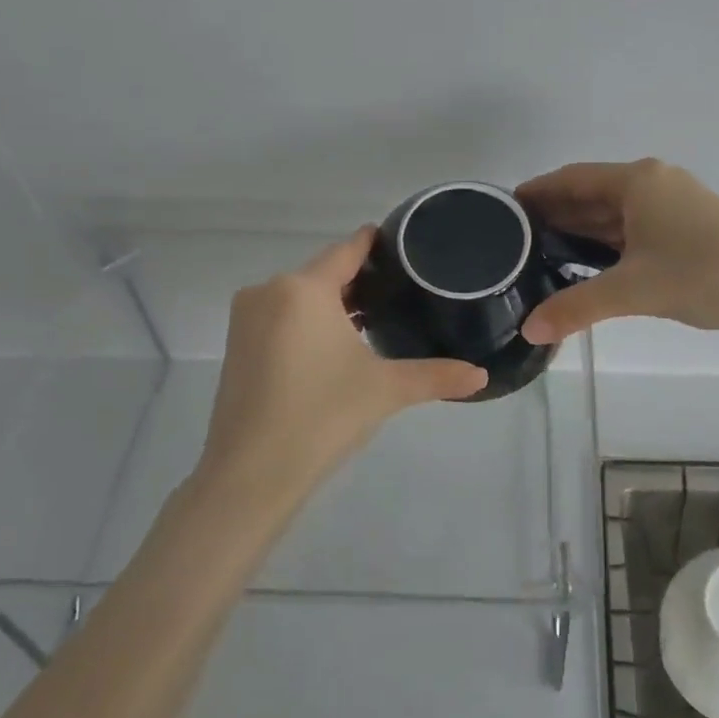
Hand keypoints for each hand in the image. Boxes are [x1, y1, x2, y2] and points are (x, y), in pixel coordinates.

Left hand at [200, 228, 487, 500]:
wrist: (250, 475)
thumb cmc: (322, 416)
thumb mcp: (386, 390)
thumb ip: (436, 376)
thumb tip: (482, 376)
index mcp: (304, 288)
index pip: (347, 250)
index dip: (374, 243)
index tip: (401, 242)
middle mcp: (269, 291)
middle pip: (323, 273)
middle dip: (357, 281)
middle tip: (399, 292)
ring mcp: (246, 319)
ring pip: (299, 296)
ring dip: (331, 304)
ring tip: (372, 319)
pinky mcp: (236, 346)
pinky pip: (280, 317)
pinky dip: (306, 322)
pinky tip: (333, 346)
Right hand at [518, 160, 718, 343]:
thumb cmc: (702, 275)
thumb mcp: (633, 291)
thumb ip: (576, 308)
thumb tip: (529, 331)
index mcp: (637, 181)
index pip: (571, 179)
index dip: (536, 192)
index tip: (504, 210)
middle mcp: (653, 182)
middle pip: (591, 193)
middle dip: (555, 213)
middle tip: (515, 238)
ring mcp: (673, 202)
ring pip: (614, 211)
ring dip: (581, 228)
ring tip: (542, 252)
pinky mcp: (688, 224)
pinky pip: (634, 225)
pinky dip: (607, 239)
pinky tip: (588, 261)